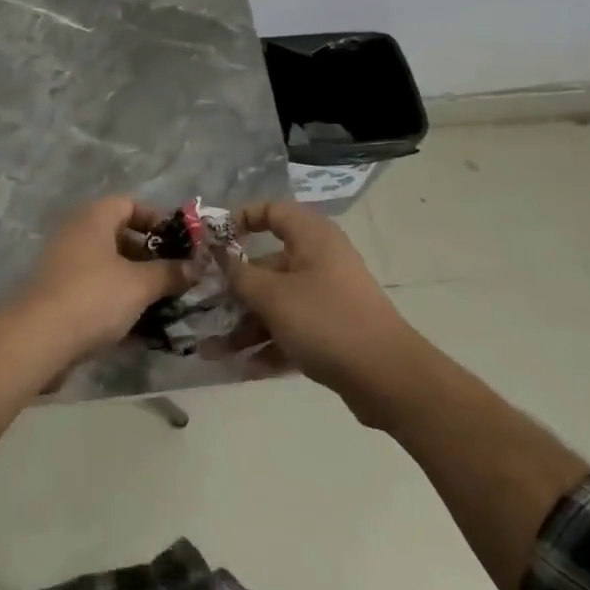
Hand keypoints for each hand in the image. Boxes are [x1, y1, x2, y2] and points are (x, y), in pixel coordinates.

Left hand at [13, 197, 188, 365]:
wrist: (37, 340)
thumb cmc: (93, 297)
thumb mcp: (140, 284)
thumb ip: (170, 273)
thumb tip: (197, 267)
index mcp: (94, 218)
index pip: (130, 204)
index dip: (157, 220)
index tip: (181, 242)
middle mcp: (77, 234)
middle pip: (121, 236)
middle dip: (151, 256)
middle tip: (177, 275)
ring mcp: (65, 265)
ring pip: (110, 267)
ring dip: (137, 283)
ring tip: (166, 302)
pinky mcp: (59, 296)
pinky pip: (97, 291)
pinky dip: (118, 302)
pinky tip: (142, 326)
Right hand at [224, 201, 429, 423]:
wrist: (388, 378)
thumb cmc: (326, 321)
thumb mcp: (273, 297)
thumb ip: (239, 275)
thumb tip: (219, 255)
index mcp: (311, 237)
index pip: (272, 211)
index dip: (241, 220)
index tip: (212, 241)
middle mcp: (319, 260)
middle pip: (267, 265)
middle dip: (233, 290)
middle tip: (201, 307)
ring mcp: (326, 296)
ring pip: (276, 303)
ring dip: (244, 326)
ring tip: (211, 352)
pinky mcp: (331, 330)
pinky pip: (291, 329)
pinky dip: (268, 345)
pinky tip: (241, 369)